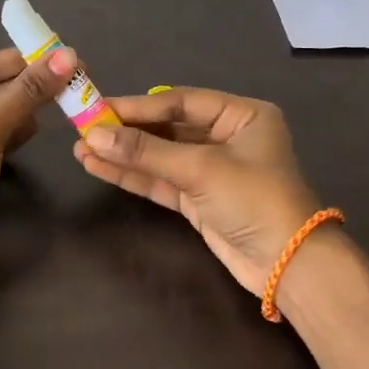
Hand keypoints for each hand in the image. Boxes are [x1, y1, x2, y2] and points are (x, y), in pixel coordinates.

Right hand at [74, 88, 322, 294]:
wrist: (288, 265)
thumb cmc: (254, 200)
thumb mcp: (201, 169)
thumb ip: (147, 151)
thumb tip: (94, 137)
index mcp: (242, 116)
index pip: (180, 103)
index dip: (138, 106)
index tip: (98, 108)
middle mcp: (226, 137)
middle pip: (167, 128)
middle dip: (126, 131)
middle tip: (84, 127)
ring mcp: (210, 170)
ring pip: (159, 156)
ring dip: (123, 154)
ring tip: (81, 149)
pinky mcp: (198, 198)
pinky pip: (160, 180)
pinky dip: (132, 175)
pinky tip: (98, 166)